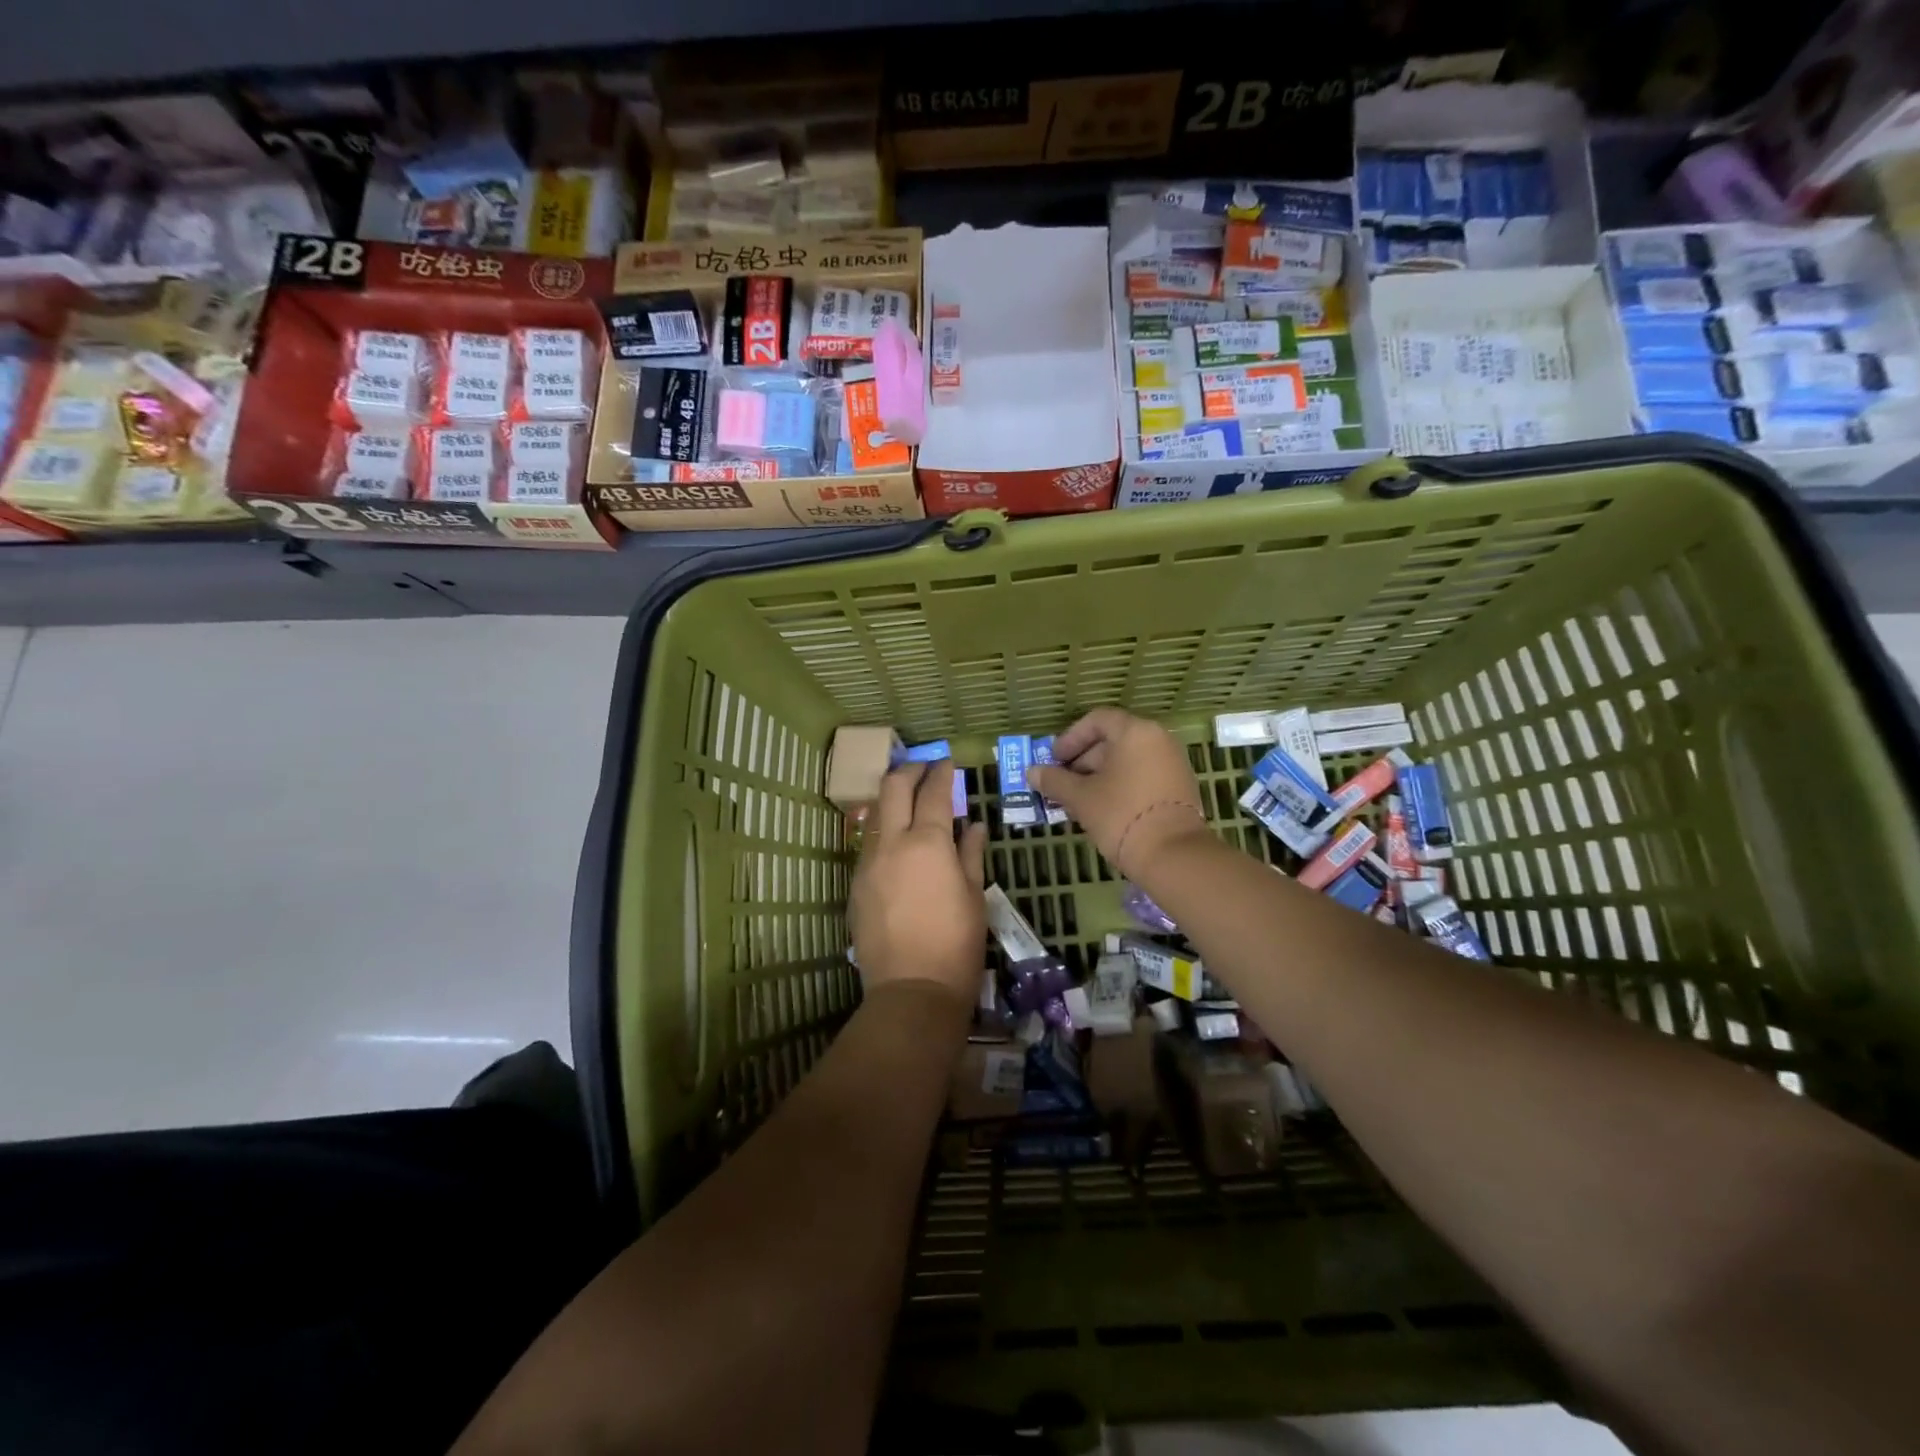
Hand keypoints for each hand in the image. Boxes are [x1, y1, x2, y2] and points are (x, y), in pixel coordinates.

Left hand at [849, 759, 988, 1011]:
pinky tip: (899, 845)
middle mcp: (892, 844)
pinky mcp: (856, 885)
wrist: (911, 991)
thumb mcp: (974, 896)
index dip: (942, 772)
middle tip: (925, 768)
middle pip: (893, 788)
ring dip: (893, 801)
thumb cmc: (956, 944)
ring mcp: (868, 864)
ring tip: (911, 803)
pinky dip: (885, 834)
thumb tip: (973, 825)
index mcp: (928, 843)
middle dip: (909, 771)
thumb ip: (971, 853)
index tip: (947, 762)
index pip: (933, 792)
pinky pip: (870, 846)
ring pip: (877, 816)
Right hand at [1027, 708, 1210, 880]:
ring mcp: (1172, 764)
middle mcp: (1158, 740)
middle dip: (1082, 761)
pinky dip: (1120, 786)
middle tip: (1061, 784)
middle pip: (1112, 740)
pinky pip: (1142, 776)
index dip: (1070, 738)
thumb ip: (1054, 780)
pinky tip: (1101, 810)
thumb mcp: (1080, 797)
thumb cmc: (1121, 815)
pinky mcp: (1178, 788)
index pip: (1096, 720)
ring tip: (1077, 801)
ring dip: (1098, 776)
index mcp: (1135, 732)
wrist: (1173, 855)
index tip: (1054, 760)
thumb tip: (1031, 772)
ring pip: (1127, 761)